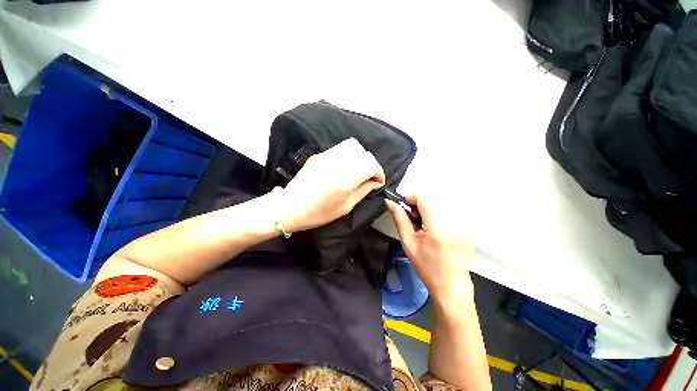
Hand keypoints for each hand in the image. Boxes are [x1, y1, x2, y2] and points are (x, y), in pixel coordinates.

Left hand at [277, 138, 385, 231]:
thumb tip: (376, 182)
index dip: (379, 172)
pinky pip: (339, 149)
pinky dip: (348, 156)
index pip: (371, 164)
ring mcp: (325, 156)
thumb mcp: (346, 206)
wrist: (289, 207)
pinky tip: (344, 168)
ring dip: (360, 156)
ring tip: (358, 170)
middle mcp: (336, 162)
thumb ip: (363, 191)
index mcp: (344, 179)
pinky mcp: (318, 155)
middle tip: (369, 176)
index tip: (378, 182)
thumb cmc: (319, 213)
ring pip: (352, 145)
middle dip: (371, 163)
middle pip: (363, 152)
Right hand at [386, 193, 474, 306]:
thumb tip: (390, 202)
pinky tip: (435, 229)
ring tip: (423, 225)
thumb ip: (400, 219)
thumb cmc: (426, 266)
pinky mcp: (468, 227)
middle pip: (432, 199)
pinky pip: (449, 212)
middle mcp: (454, 222)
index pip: (424, 198)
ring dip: (428, 209)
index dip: (411, 198)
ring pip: (440, 204)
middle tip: (412, 219)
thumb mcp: (408, 243)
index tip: (403, 206)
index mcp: (438, 227)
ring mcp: (464, 224)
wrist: (451, 285)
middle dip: (419, 204)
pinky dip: (438, 214)